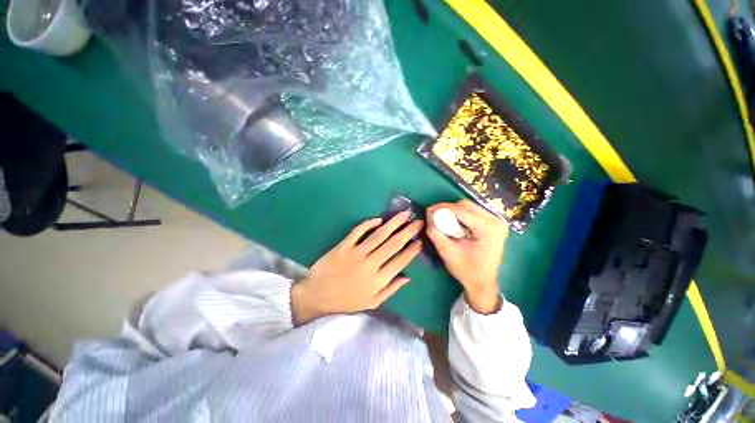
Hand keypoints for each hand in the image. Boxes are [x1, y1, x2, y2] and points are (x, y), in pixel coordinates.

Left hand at [291, 211, 422, 324]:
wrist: (317, 296)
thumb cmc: (346, 301)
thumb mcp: (372, 302)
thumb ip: (391, 290)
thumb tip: (408, 277)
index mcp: (379, 280)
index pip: (400, 261)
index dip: (412, 250)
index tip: (421, 240)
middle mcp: (370, 264)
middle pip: (393, 244)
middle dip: (408, 231)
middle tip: (418, 221)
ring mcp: (356, 253)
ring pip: (379, 235)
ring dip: (393, 223)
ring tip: (405, 214)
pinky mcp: (344, 246)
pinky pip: (358, 231)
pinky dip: (369, 223)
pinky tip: (379, 219)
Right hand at [426, 199, 507, 313]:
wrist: (483, 283)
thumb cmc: (466, 270)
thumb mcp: (447, 251)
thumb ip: (435, 231)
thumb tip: (429, 214)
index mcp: (488, 228)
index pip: (461, 210)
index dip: (442, 209)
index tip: (428, 211)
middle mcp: (496, 221)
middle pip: (466, 205)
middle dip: (447, 209)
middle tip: (434, 216)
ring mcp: (497, 221)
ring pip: (469, 207)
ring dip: (453, 212)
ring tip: (442, 220)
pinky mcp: (494, 224)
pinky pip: (473, 212)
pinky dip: (460, 215)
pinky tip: (453, 224)